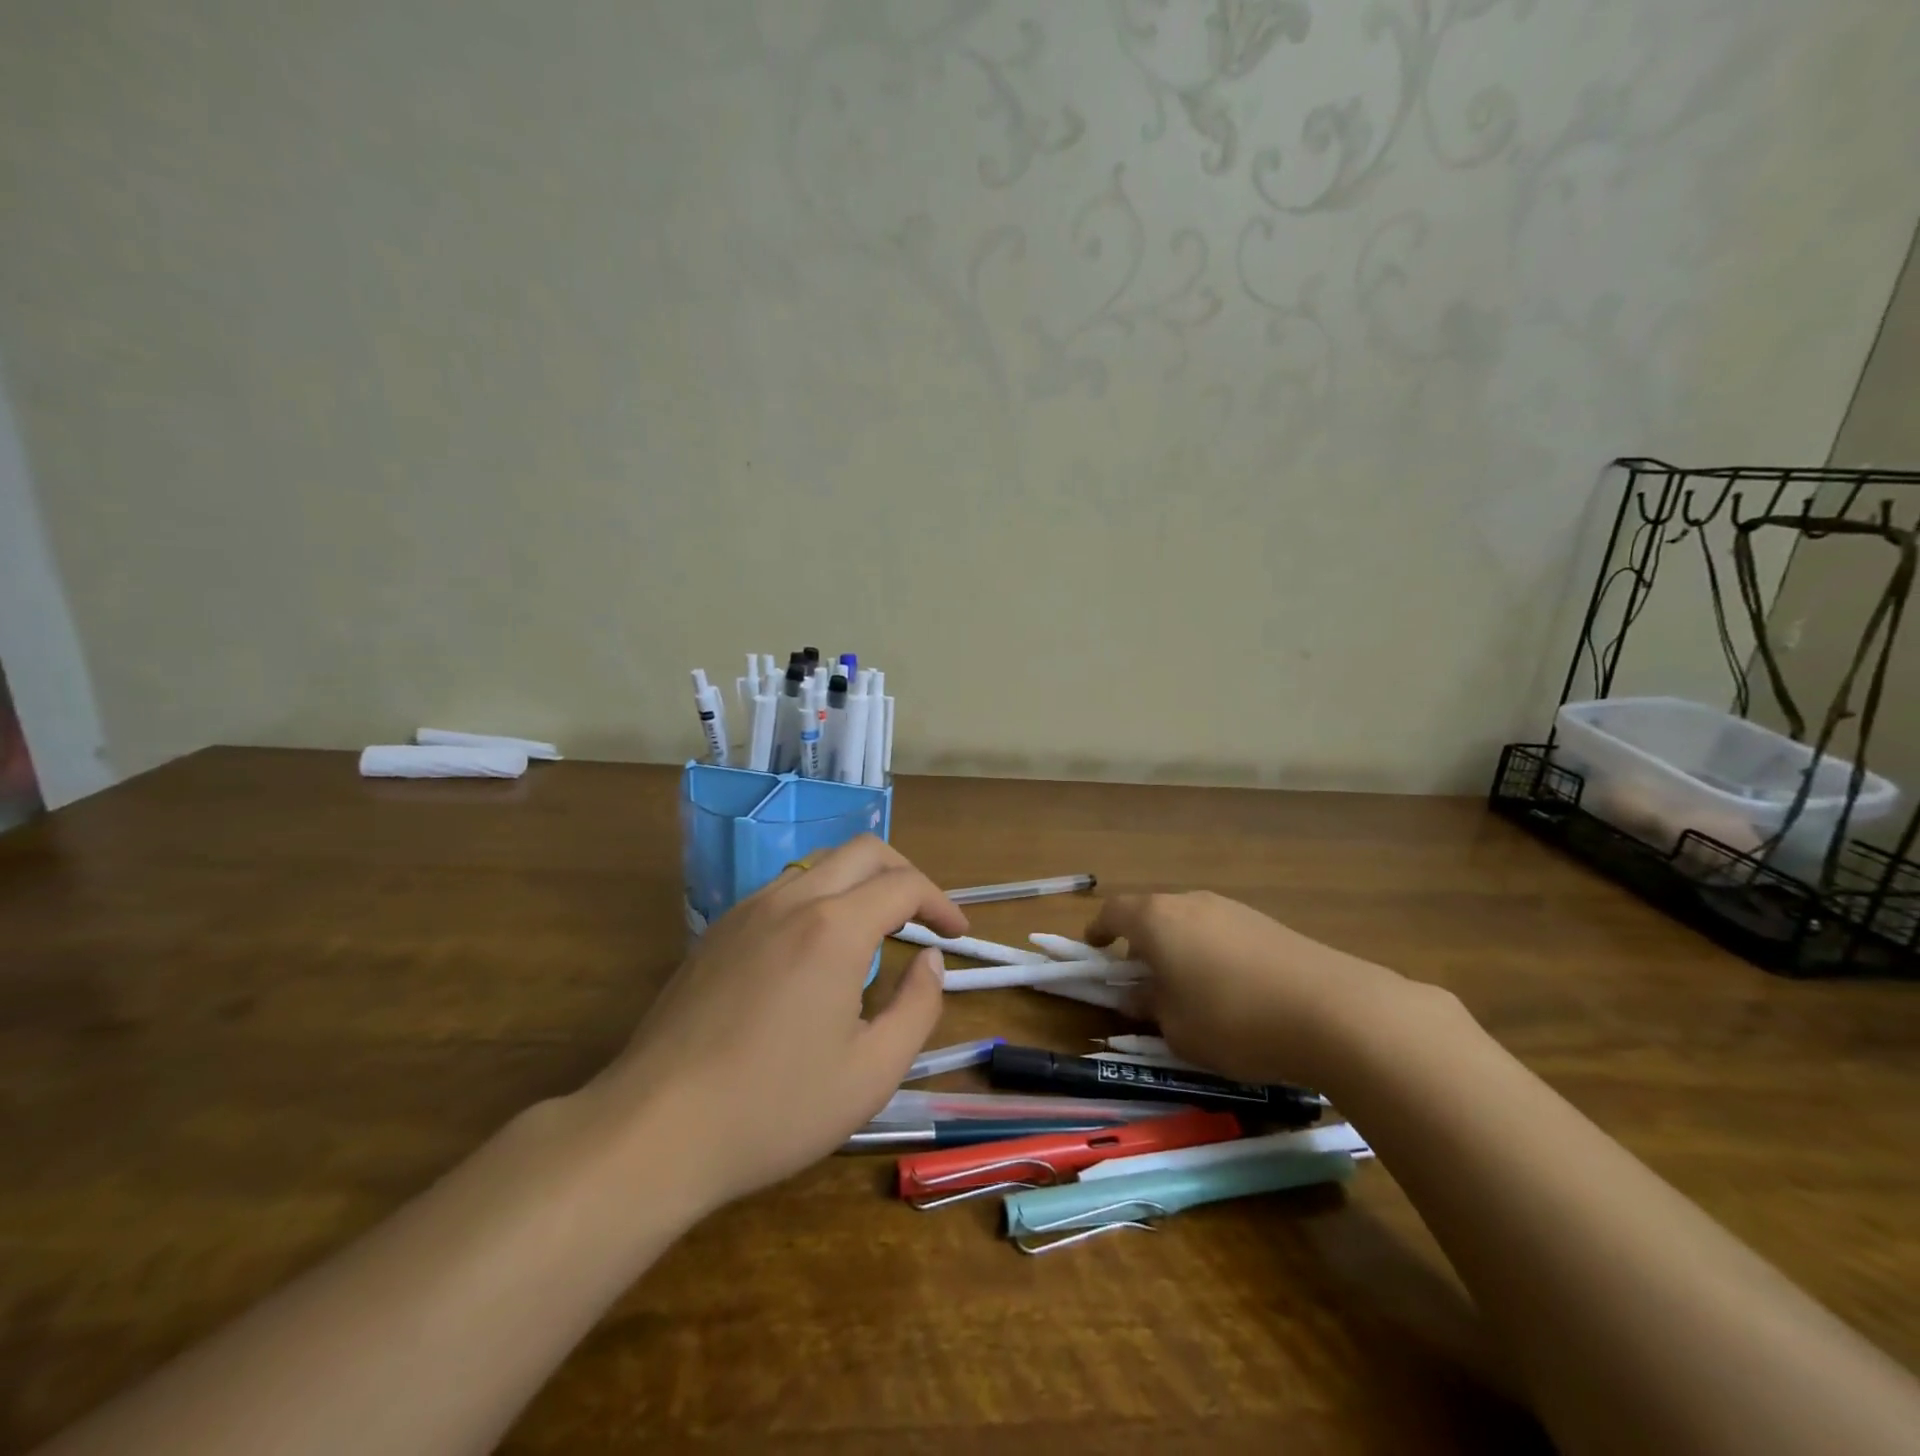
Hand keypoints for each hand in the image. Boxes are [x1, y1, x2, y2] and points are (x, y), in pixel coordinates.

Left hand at [585, 837, 964, 1213]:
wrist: (656, 1129)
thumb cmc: (775, 1107)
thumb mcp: (872, 1073)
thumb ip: (918, 1007)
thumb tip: (931, 961)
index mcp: (834, 928)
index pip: (904, 885)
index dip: (940, 903)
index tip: (958, 934)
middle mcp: (792, 901)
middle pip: (863, 851)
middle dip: (905, 874)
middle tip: (924, 917)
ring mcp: (747, 911)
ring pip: (820, 864)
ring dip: (860, 882)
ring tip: (877, 929)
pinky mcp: (718, 931)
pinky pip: (784, 890)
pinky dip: (820, 898)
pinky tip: (817, 950)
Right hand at [1086, 891, 1412, 1088]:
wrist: (1333, 1010)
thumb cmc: (1233, 1020)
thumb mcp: (1176, 1028)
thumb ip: (1149, 1007)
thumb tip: (1138, 996)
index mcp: (1157, 920)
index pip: (1113, 913)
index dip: (1098, 931)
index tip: (1095, 951)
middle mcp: (1191, 902)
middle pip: (1153, 915)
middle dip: (1141, 944)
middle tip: (1142, 981)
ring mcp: (1232, 909)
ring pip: (1190, 923)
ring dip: (1179, 949)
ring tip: (1188, 990)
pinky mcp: (1267, 924)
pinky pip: (1222, 933)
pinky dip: (1212, 953)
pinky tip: (1232, 990)